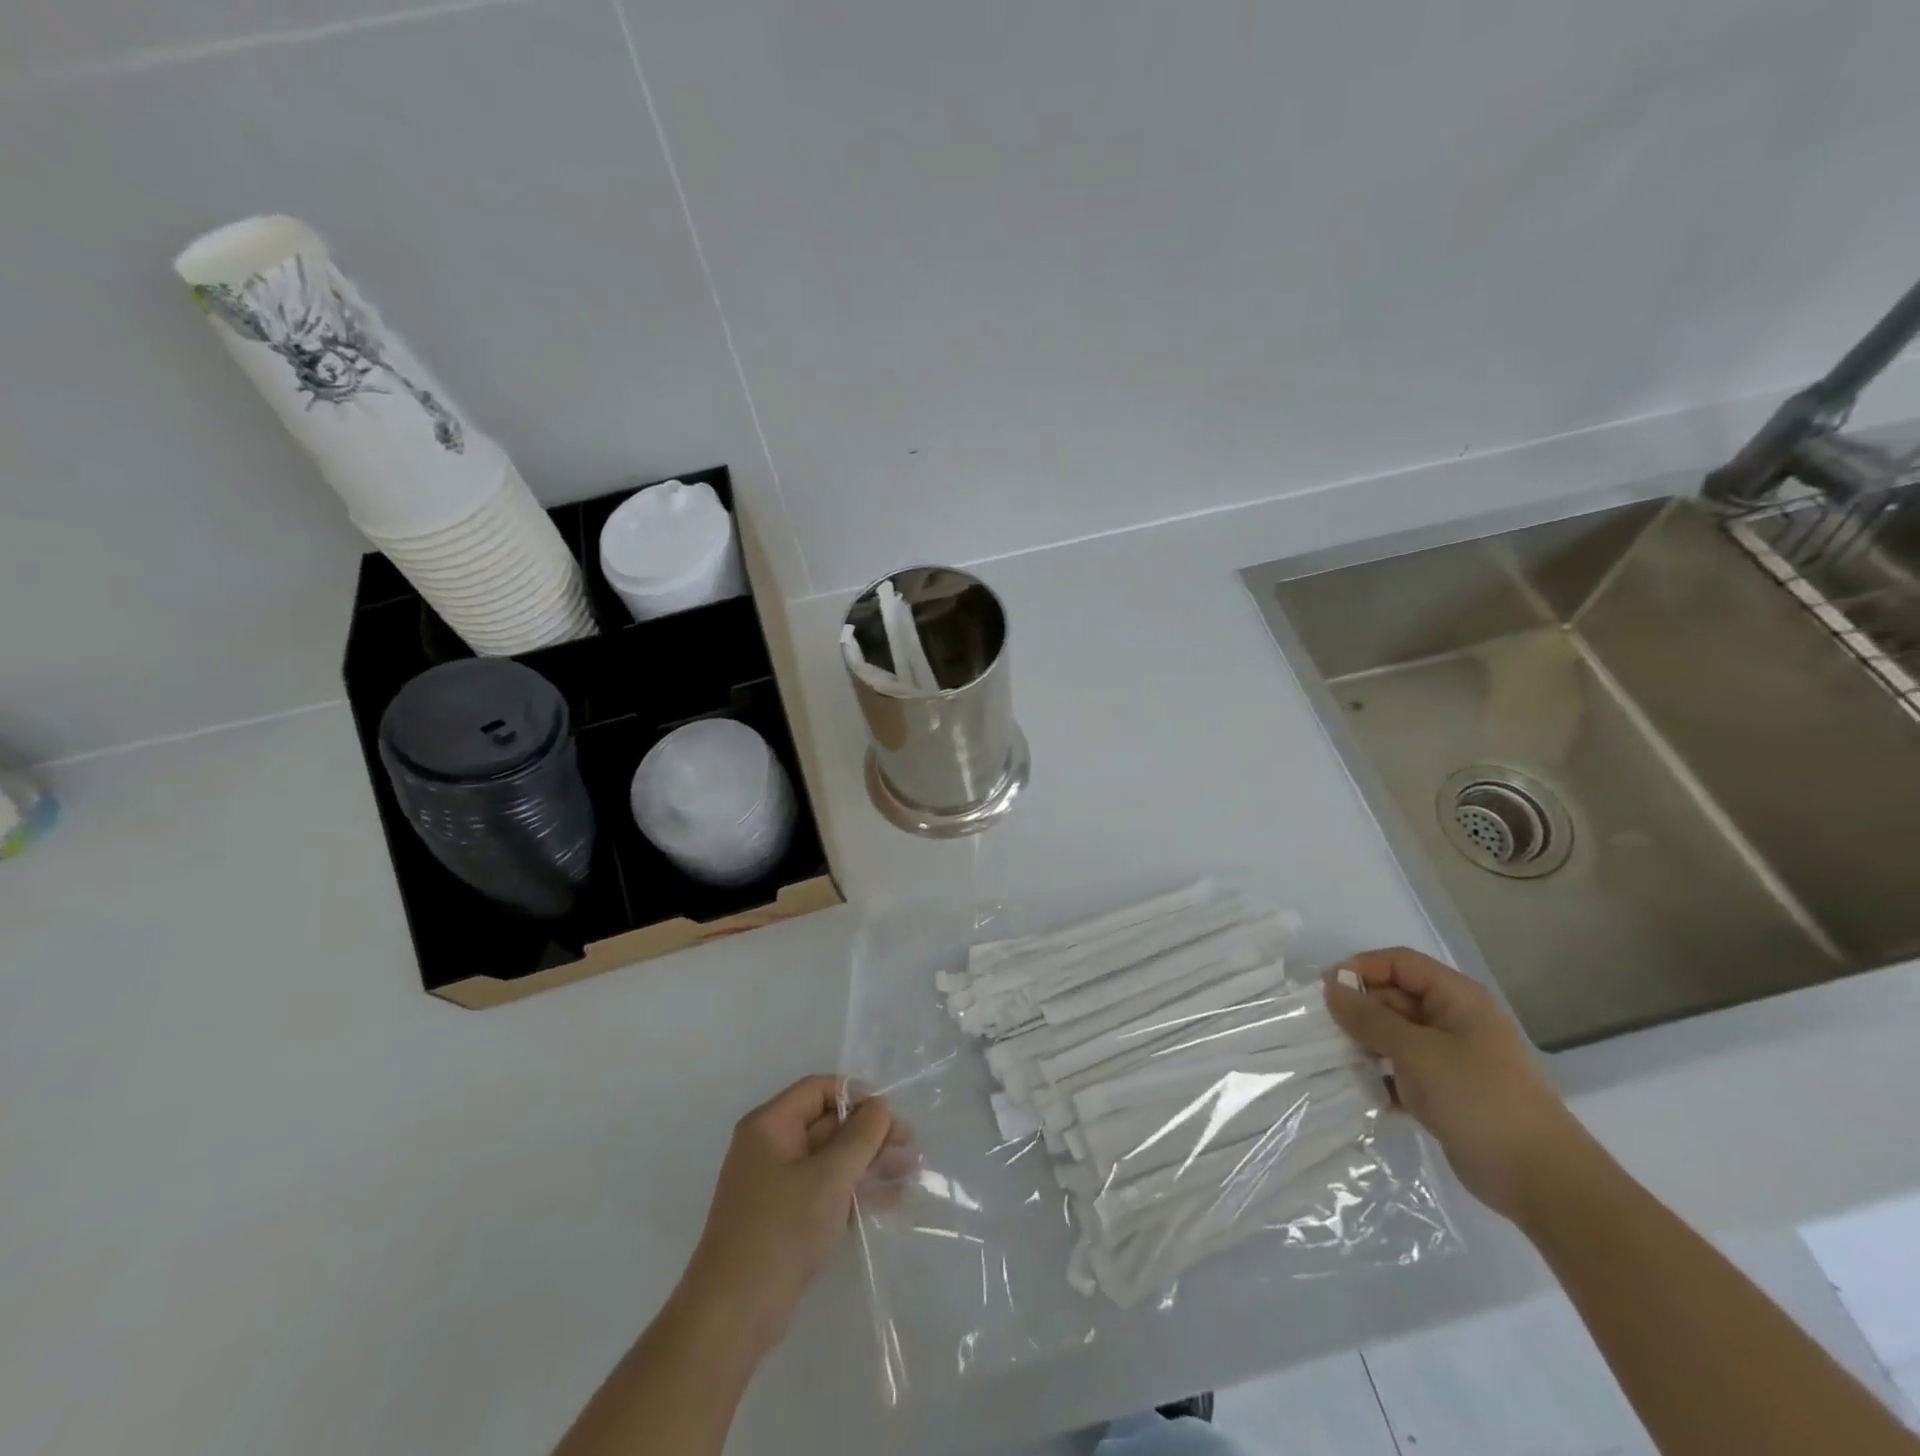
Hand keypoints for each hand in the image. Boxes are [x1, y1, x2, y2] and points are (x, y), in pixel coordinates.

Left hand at [677, 1075, 913, 1355]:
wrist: (733, 1316)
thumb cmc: (781, 1231)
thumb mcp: (829, 1177)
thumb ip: (861, 1136)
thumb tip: (881, 1105)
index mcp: (769, 1125)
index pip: (818, 1090)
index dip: (857, 1096)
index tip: (891, 1115)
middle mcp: (770, 1147)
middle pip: (828, 1124)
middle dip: (870, 1135)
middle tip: (911, 1147)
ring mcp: (775, 1185)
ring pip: (830, 1160)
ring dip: (869, 1164)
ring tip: (911, 1173)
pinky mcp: (784, 1219)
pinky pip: (825, 1191)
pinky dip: (855, 1192)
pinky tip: (891, 1201)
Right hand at [1323, 948, 1586, 1221]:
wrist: (1542, 1181)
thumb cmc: (1479, 1100)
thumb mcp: (1417, 1052)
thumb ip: (1370, 1018)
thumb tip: (1331, 987)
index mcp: (1457, 998)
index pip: (1400, 963)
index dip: (1361, 969)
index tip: (1326, 991)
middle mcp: (1454, 1020)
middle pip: (1394, 997)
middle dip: (1359, 1011)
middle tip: (1326, 1032)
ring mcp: (1451, 1057)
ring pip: (1394, 1035)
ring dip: (1365, 1045)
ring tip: (1339, 1061)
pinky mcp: (1445, 1090)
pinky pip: (1402, 1070)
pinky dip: (1381, 1077)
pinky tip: (1363, 1093)